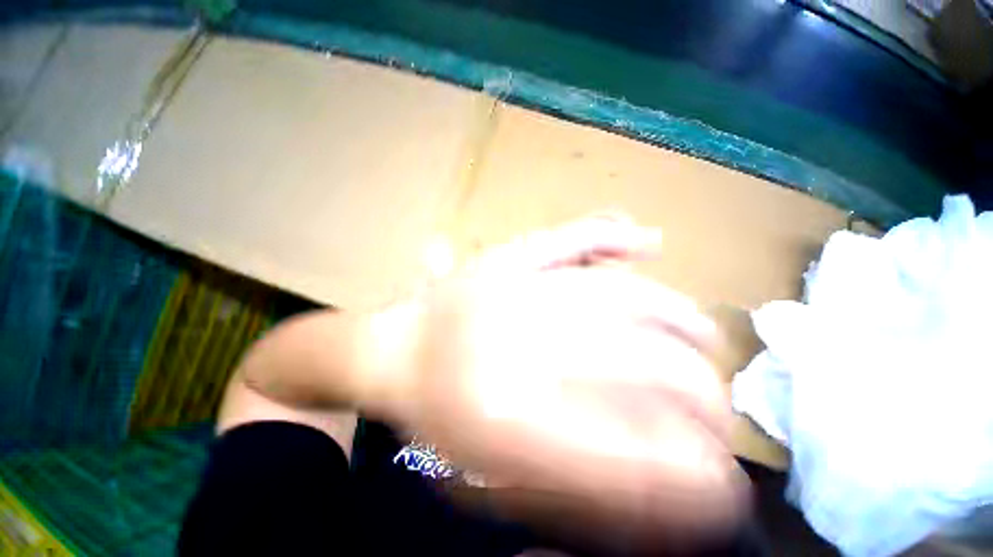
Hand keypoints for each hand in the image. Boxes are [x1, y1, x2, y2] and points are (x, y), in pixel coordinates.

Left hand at [365, 217, 747, 546]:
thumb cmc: (436, 416)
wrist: (393, 351)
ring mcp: (511, 287)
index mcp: (506, 417)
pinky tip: (647, 242)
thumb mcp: (494, 475)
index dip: (693, 473)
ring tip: (706, 340)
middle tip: (720, 411)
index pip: (632, 452)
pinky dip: (610, 238)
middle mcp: (517, 342)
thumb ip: (577, 485)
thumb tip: (662, 495)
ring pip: (620, 296)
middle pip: (640, 363)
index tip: (724, 484)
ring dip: (678, 321)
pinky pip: (567, 239)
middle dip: (700, 394)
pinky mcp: (505, 257)